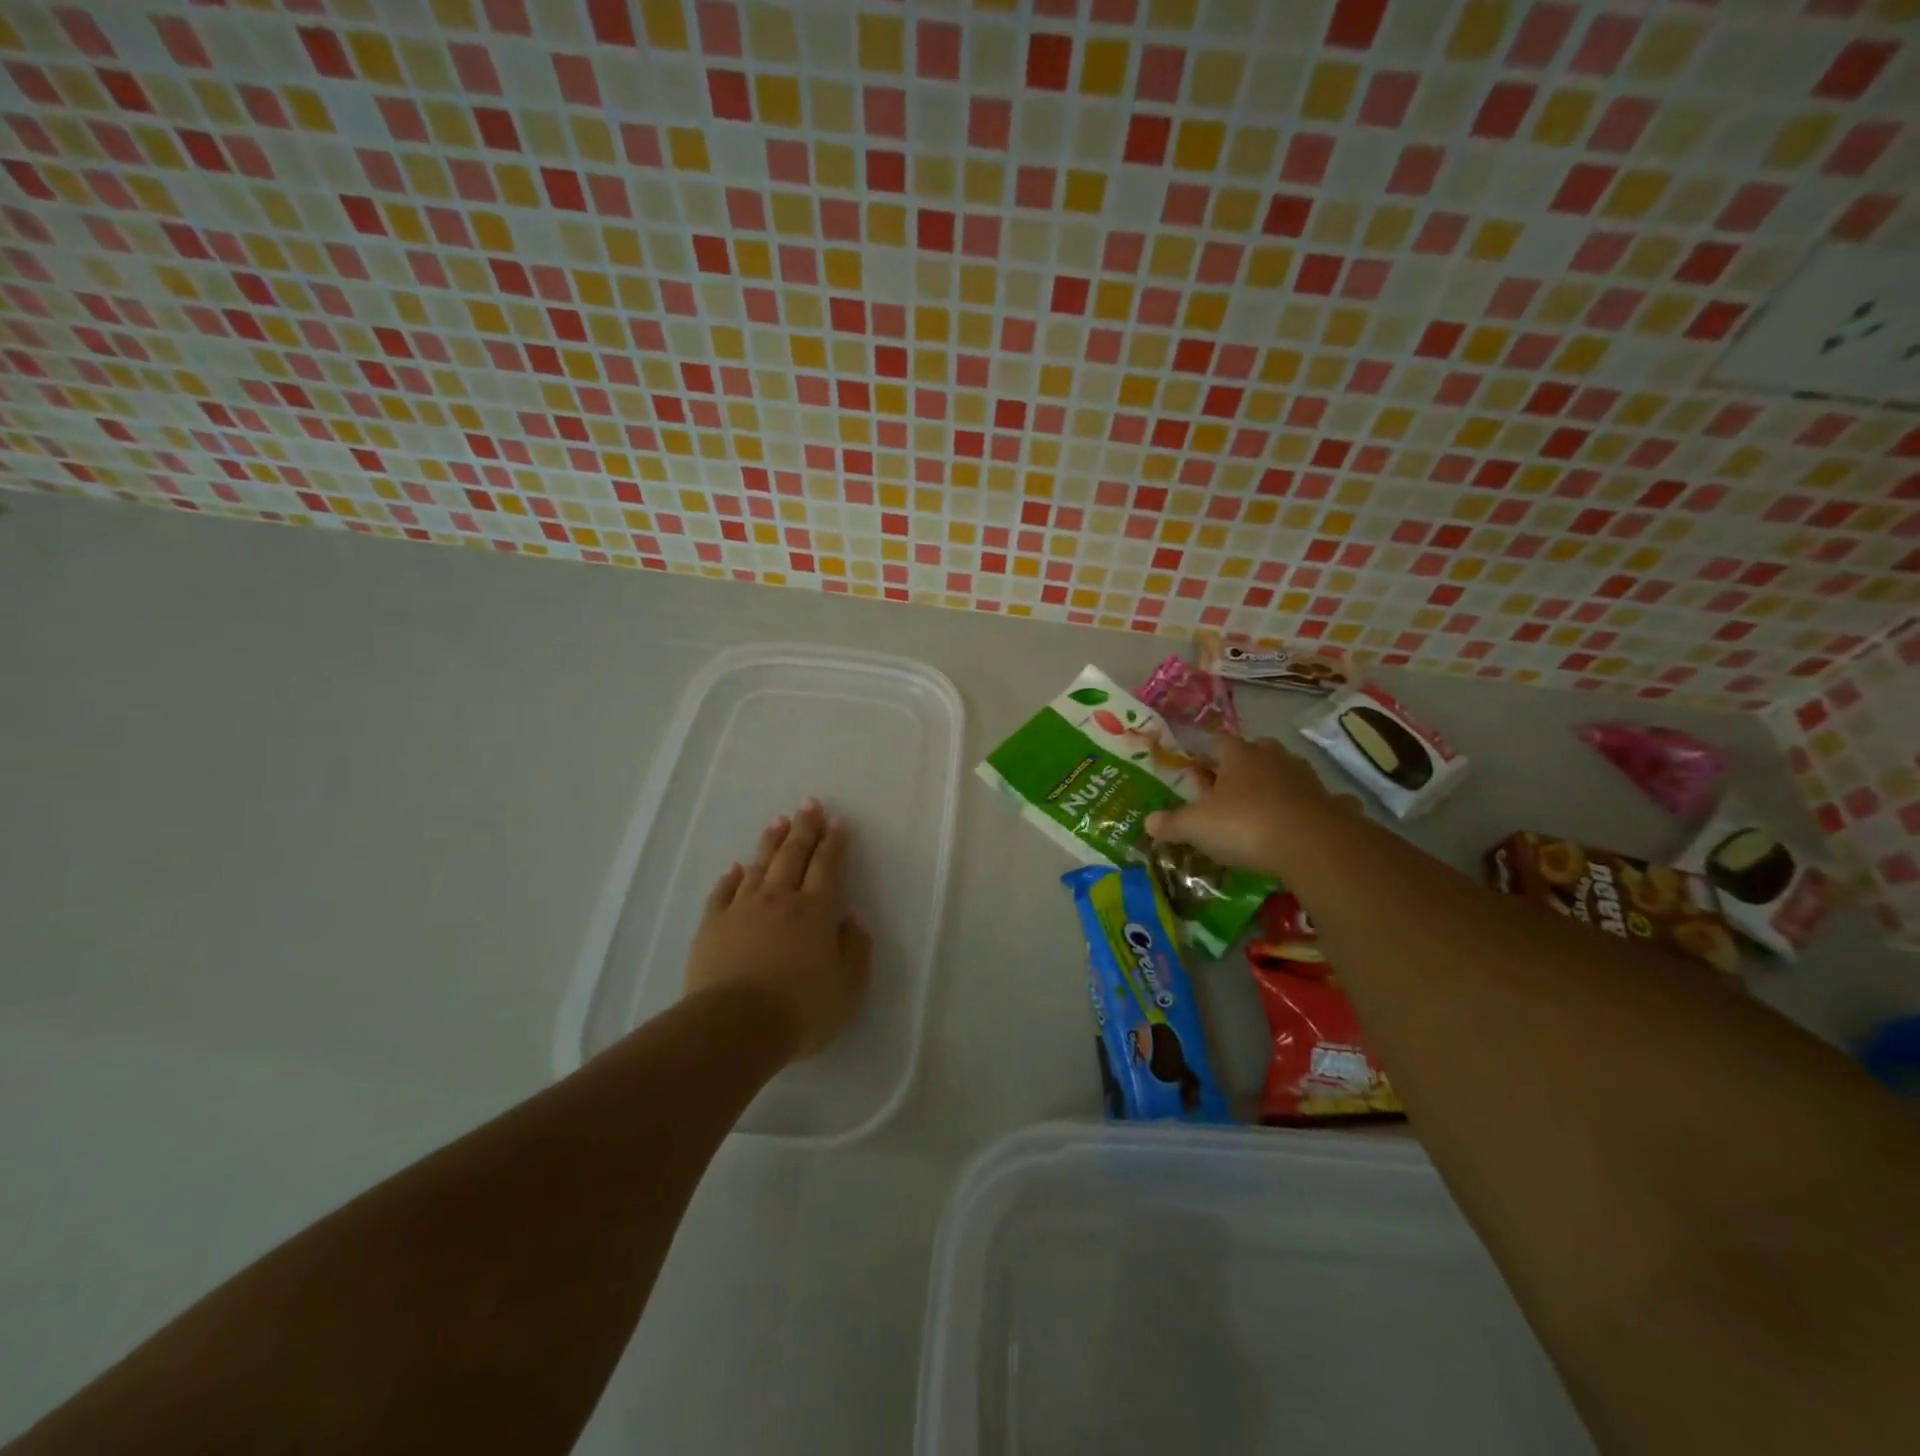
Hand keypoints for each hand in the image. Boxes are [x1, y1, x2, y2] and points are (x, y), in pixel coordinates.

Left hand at [685, 799, 873, 1059]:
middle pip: (793, 854)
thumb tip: (852, 917)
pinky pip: (723, 892)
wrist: (736, 1027)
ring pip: (759, 865)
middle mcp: (780, 899)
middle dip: (805, 827)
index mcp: (816, 910)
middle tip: (810, 804)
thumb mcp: (849, 987)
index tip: (838, 821)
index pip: (828, 865)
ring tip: (778, 821)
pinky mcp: (713, 925)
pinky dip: (732, 877)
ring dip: (771, 842)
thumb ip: (857, 948)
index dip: (835, 842)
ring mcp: (743, 909)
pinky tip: (736, 868)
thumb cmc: (802, 1009)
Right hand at [1145, 736, 1356, 878]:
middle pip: (1255, 751)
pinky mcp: (1330, 803)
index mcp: (1238, 755)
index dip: (1204, 755)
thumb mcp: (1196, 827)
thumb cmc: (1244, 825)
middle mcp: (1273, 758)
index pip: (1217, 743)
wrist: (1311, 844)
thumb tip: (1148, 822)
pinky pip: (1318, 800)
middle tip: (1228, 787)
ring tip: (1260, 806)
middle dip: (1242, 764)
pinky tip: (1304, 823)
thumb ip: (1172, 823)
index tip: (1195, 770)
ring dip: (1274, 784)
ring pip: (1287, 772)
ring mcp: (1306, 778)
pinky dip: (1311, 807)